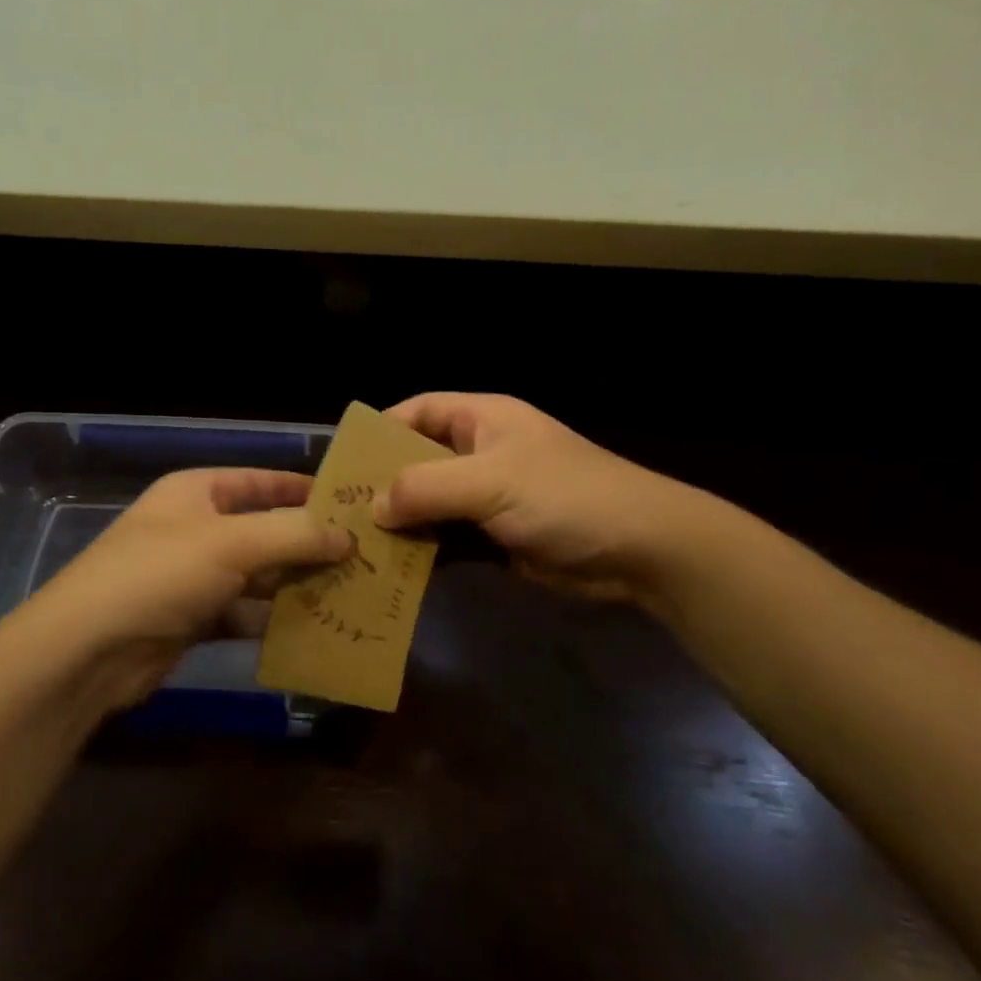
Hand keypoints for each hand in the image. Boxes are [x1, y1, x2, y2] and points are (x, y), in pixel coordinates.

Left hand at [14, 468, 351, 710]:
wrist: (88, 650)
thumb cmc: (160, 574)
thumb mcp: (232, 543)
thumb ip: (293, 534)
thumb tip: (347, 537)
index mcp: (197, 492)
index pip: (261, 481)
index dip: (304, 489)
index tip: (351, 502)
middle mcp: (196, 529)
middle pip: (264, 530)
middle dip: (309, 543)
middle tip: (364, 556)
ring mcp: (193, 576)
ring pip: (258, 575)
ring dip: (296, 584)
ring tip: (351, 592)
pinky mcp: (193, 619)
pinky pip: (244, 612)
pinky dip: (273, 619)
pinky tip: (314, 627)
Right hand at [375, 393, 721, 611]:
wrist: (641, 550)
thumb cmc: (566, 497)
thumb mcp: (491, 482)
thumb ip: (426, 487)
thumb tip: (372, 506)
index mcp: (482, 420)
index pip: (419, 411)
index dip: (381, 430)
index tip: (343, 461)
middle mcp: (481, 452)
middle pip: (418, 460)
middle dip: (382, 484)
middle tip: (338, 512)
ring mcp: (489, 497)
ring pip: (430, 504)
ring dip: (400, 523)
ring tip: (356, 545)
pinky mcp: (496, 537)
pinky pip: (448, 538)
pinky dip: (424, 551)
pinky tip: (394, 569)